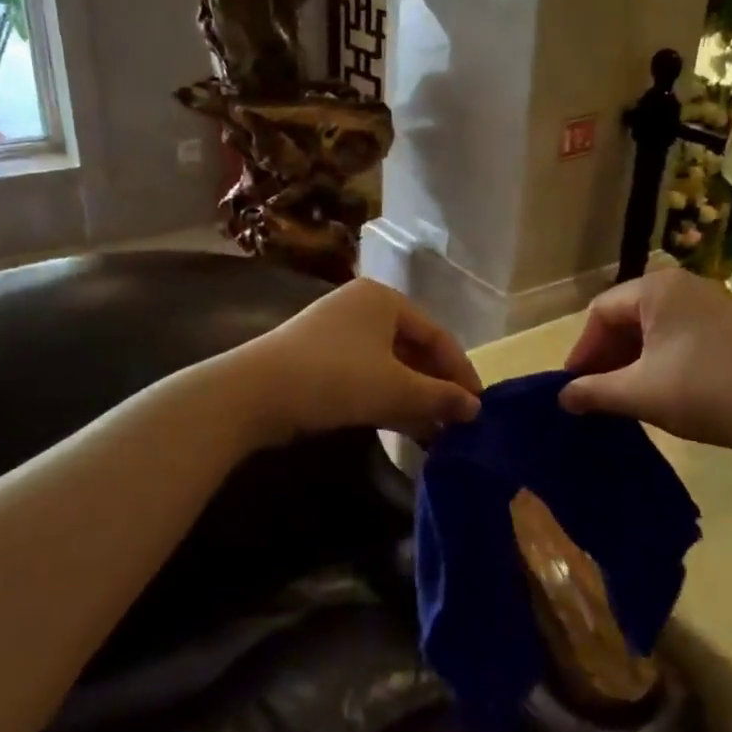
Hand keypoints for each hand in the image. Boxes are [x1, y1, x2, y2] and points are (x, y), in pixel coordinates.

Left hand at [238, 278, 481, 445]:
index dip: (461, 371)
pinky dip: (388, 399)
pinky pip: (366, 376)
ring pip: (390, 366)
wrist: (253, 393)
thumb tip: (476, 410)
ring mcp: (337, 334)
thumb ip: (440, 398)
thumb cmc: (336, 377)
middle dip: (437, 387)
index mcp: (385, 300)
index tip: (478, 404)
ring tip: (437, 432)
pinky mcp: (318, 360)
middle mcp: (363, 308)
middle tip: (458, 420)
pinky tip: (406, 428)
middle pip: (414, 350)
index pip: (437, 335)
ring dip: (415, 398)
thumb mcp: (396, 389)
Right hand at [559, 270, 731, 457]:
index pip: (601, 311)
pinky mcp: (728, 325)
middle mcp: (683, 284)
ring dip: (631, 358)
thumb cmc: (705, 392)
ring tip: (623, 394)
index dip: (582, 349)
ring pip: (652, 326)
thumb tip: (562, 397)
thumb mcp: (640, 393)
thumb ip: (595, 392)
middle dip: (606, 354)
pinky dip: (658, 357)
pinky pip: (678, 333)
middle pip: (627, 315)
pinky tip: (658, 387)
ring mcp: (710, 303)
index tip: (574, 386)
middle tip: (596, 392)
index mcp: (657, 289)